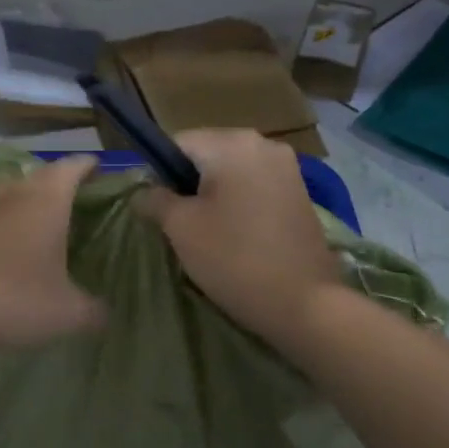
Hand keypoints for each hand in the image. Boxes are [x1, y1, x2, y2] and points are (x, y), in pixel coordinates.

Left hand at [0, 156, 105, 354]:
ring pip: (11, 194)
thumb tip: (106, 313)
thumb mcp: (66, 313)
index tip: (100, 171)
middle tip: (77, 205)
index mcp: (47, 199)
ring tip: (41, 227)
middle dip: (60, 186)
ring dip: (27, 204)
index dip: (89, 167)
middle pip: (42, 177)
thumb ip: (94, 310)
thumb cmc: (12, 301)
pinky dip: (1, 223)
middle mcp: (12, 191)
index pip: (73, 167)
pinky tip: (4, 248)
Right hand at [138, 129, 339, 345]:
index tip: (158, 208)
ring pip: (232, 172)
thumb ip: (156, 200)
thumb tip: (144, 191)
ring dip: (214, 194)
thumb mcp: (181, 228)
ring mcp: (287, 168)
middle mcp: (263, 144)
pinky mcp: (300, 193)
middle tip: (180, 224)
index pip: (178, 143)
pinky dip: (239, 203)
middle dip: (188, 184)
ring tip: (208, 232)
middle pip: (207, 154)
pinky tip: (236, 235)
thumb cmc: (233, 259)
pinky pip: (255, 186)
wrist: (304, 304)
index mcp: (232, 144)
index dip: (159, 173)